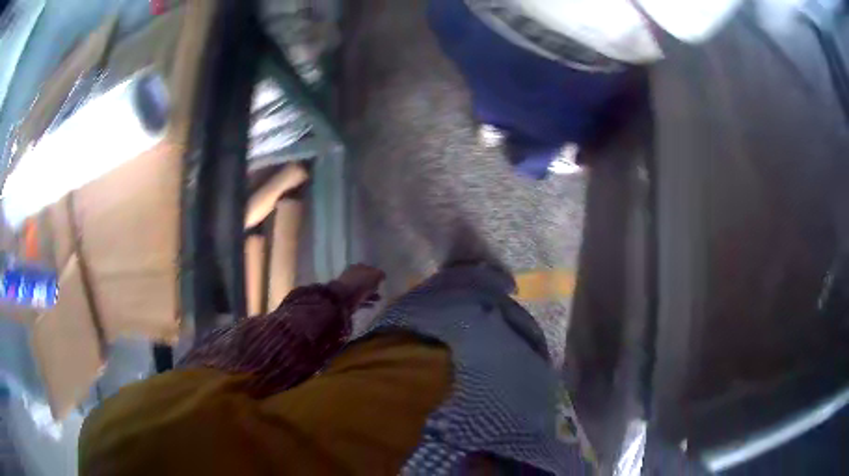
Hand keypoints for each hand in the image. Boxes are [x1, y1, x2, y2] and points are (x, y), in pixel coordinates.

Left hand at [332, 264, 384, 309]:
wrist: (343, 298)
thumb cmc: (360, 283)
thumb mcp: (374, 275)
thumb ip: (380, 274)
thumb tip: (382, 275)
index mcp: (357, 267)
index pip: (368, 268)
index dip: (375, 273)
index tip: (382, 279)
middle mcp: (352, 276)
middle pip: (365, 280)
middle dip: (373, 285)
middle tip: (381, 289)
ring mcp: (349, 288)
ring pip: (363, 290)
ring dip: (371, 295)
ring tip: (379, 299)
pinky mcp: (349, 299)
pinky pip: (360, 300)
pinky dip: (367, 302)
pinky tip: (373, 305)